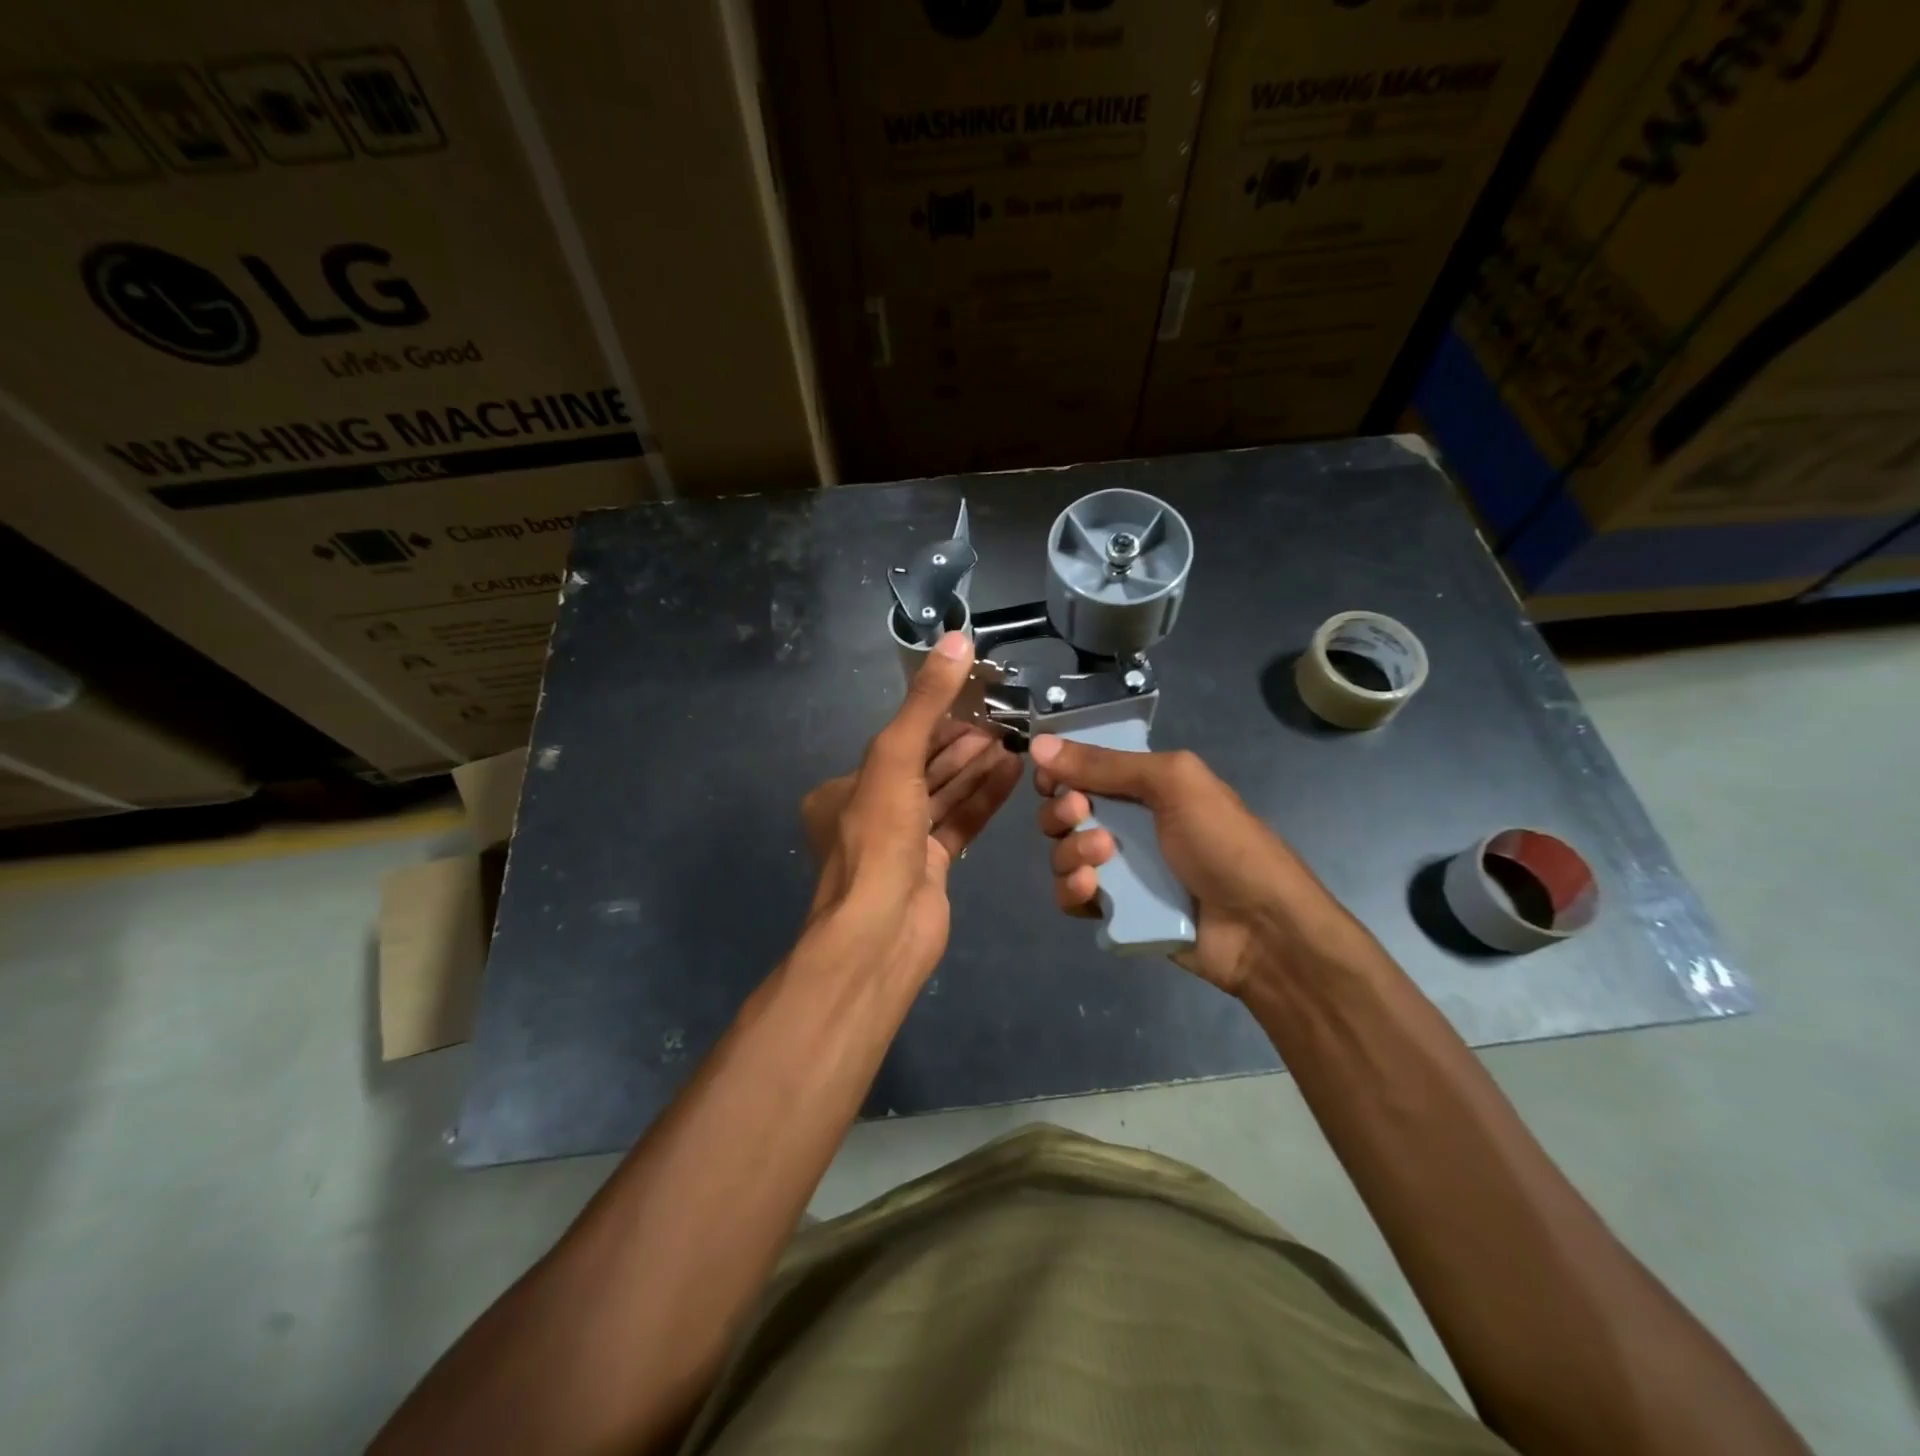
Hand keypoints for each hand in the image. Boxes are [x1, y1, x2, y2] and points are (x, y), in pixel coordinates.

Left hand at [798, 633, 1020, 982]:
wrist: (881, 930)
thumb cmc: (878, 838)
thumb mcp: (895, 757)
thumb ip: (925, 701)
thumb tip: (955, 638)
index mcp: (845, 789)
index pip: (898, 741)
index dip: (937, 719)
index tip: (974, 699)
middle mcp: (870, 813)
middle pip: (923, 768)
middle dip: (961, 743)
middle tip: (1003, 719)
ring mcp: (902, 843)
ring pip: (944, 795)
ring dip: (976, 769)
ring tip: (1014, 741)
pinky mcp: (932, 867)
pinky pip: (960, 823)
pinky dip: (984, 799)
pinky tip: (1012, 774)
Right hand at [1031, 735, 1368, 996]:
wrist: (1261, 927)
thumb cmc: (1222, 842)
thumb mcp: (1172, 784)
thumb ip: (1106, 764)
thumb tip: (1039, 743)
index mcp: (1143, 785)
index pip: (1082, 770)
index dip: (1059, 772)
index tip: (1050, 777)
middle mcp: (1126, 822)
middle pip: (1063, 811)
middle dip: (1060, 811)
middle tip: (1079, 814)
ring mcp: (1119, 868)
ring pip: (1062, 854)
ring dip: (1069, 852)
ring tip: (1102, 858)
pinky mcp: (1115, 909)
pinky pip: (1071, 896)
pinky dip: (1072, 891)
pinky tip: (1091, 890)